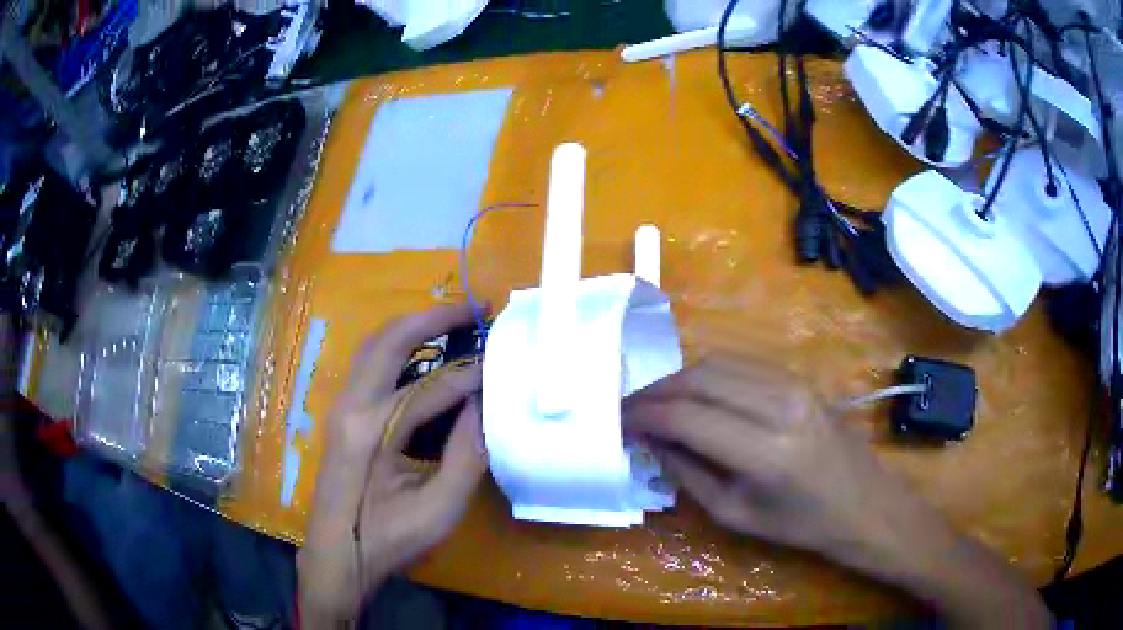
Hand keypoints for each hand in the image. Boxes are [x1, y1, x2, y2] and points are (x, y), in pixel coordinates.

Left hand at [298, 304, 486, 627]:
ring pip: (375, 344)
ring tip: (454, 322)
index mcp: (371, 430)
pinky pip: (370, 362)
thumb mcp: (439, 508)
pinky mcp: (342, 413)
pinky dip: (399, 346)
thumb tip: (484, 404)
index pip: (432, 386)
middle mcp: (351, 404)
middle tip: (476, 309)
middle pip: (391, 339)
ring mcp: (341, 405)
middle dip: (435, 317)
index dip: (473, 374)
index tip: (505, 363)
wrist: (337, 554)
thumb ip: (467, 454)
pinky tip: (424, 352)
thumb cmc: (389, 539)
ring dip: (414, 327)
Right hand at [623, 355, 1048, 627]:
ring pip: (718, 363)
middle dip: (656, 391)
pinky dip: (709, 374)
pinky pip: (742, 364)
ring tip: (657, 402)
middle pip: (700, 379)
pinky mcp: (800, 377)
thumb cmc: (801, 525)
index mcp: (765, 450)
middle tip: (630, 408)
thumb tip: (650, 441)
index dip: (645, 416)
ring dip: (680, 379)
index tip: (618, 421)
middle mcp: (780, 404)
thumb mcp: (735, 514)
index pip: (687, 418)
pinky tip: (695, 394)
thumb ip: (688, 473)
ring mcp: (794, 383)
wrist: (864, 505)